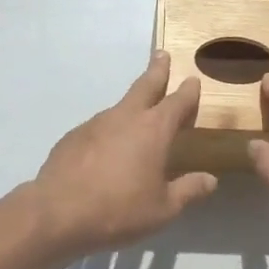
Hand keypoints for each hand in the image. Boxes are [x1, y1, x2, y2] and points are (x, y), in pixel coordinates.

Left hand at [27, 52, 217, 259]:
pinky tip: (107, 150)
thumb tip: (210, 179)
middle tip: (161, 54)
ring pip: (120, 106)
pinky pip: (98, 128)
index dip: (188, 91)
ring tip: (138, 115)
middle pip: (145, 85)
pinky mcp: (72, 137)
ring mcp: (95, 124)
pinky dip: (108, 131)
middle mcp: (125, 117)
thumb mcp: (163, 208)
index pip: (177, 102)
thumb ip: (188, 190)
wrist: (57, 214)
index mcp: (153, 130)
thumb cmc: (119, 210)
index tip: (193, 80)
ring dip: (131, 104)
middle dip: (156, 70)